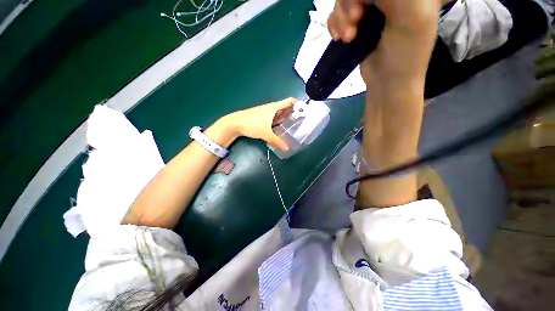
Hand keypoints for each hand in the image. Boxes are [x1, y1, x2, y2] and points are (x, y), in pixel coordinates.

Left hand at [225, 98, 295, 150]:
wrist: (235, 123)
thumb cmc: (252, 124)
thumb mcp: (265, 133)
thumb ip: (277, 141)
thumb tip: (287, 149)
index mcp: (274, 107)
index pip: (289, 101)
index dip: (298, 104)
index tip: (305, 111)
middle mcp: (271, 108)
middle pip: (286, 107)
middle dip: (294, 112)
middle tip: (302, 121)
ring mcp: (266, 112)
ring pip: (280, 113)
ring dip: (286, 117)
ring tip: (294, 125)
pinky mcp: (262, 117)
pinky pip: (274, 117)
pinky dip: (279, 121)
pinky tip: (281, 127)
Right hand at [328, 0, 440, 92]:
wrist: (387, 82)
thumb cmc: (404, 53)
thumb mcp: (411, 16)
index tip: (361, 10)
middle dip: (349, 4)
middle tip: (355, 22)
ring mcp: (371, 9)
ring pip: (343, 1)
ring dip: (340, 18)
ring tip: (348, 38)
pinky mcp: (357, 24)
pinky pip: (337, 15)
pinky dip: (335, 25)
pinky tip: (341, 38)